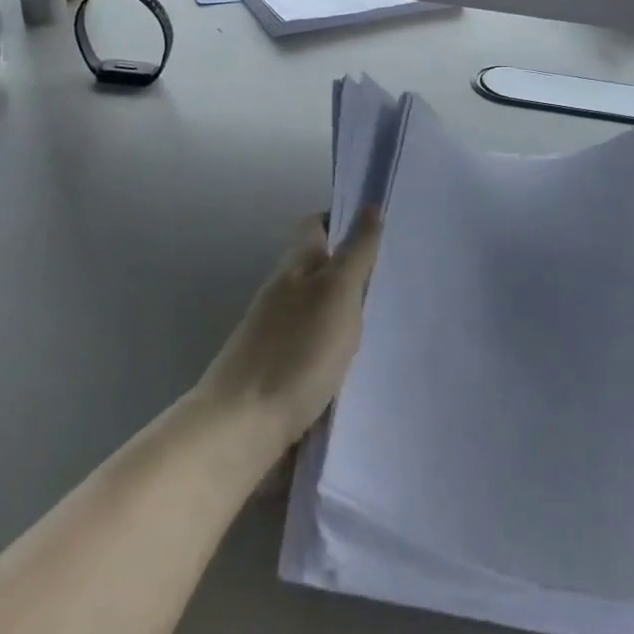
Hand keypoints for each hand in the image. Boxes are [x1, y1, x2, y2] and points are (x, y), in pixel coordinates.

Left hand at [196, 210, 382, 449]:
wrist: (241, 427)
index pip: (315, 226)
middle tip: (393, 274)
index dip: (340, 218)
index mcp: (294, 268)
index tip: (376, 224)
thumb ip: (356, 253)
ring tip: (383, 318)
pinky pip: (311, 344)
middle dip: (348, 266)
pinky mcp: (277, 370)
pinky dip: (332, 344)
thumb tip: (369, 205)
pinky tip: (355, 362)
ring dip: (342, 307)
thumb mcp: (337, 294)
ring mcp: (274, 333)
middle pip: (316, 266)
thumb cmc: (296, 352)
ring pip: (314, 307)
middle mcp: (281, 293)